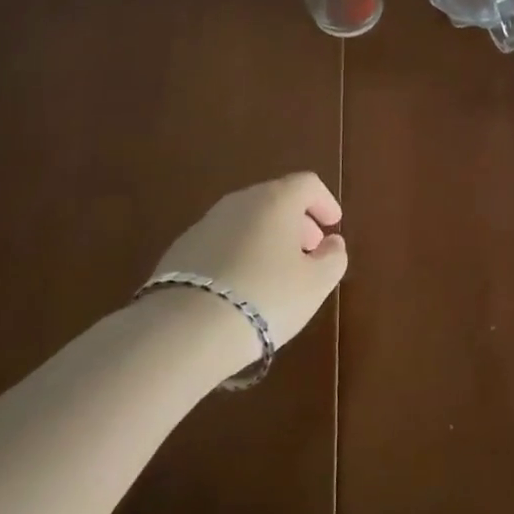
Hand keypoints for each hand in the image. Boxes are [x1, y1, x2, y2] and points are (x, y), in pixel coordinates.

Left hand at [148, 173, 347, 355]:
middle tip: (309, 249)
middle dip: (296, 221)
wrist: (185, 329)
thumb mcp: (315, 284)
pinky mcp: (181, 249)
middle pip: (275, 199)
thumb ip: (333, 258)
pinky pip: (221, 241)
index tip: (333, 224)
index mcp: (276, 199)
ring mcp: (206, 223)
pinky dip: (239, 252)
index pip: (307, 184)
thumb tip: (332, 243)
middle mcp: (239, 201)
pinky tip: (241, 284)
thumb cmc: (266, 297)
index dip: (324, 201)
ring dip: (267, 236)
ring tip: (276, 271)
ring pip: (246, 219)